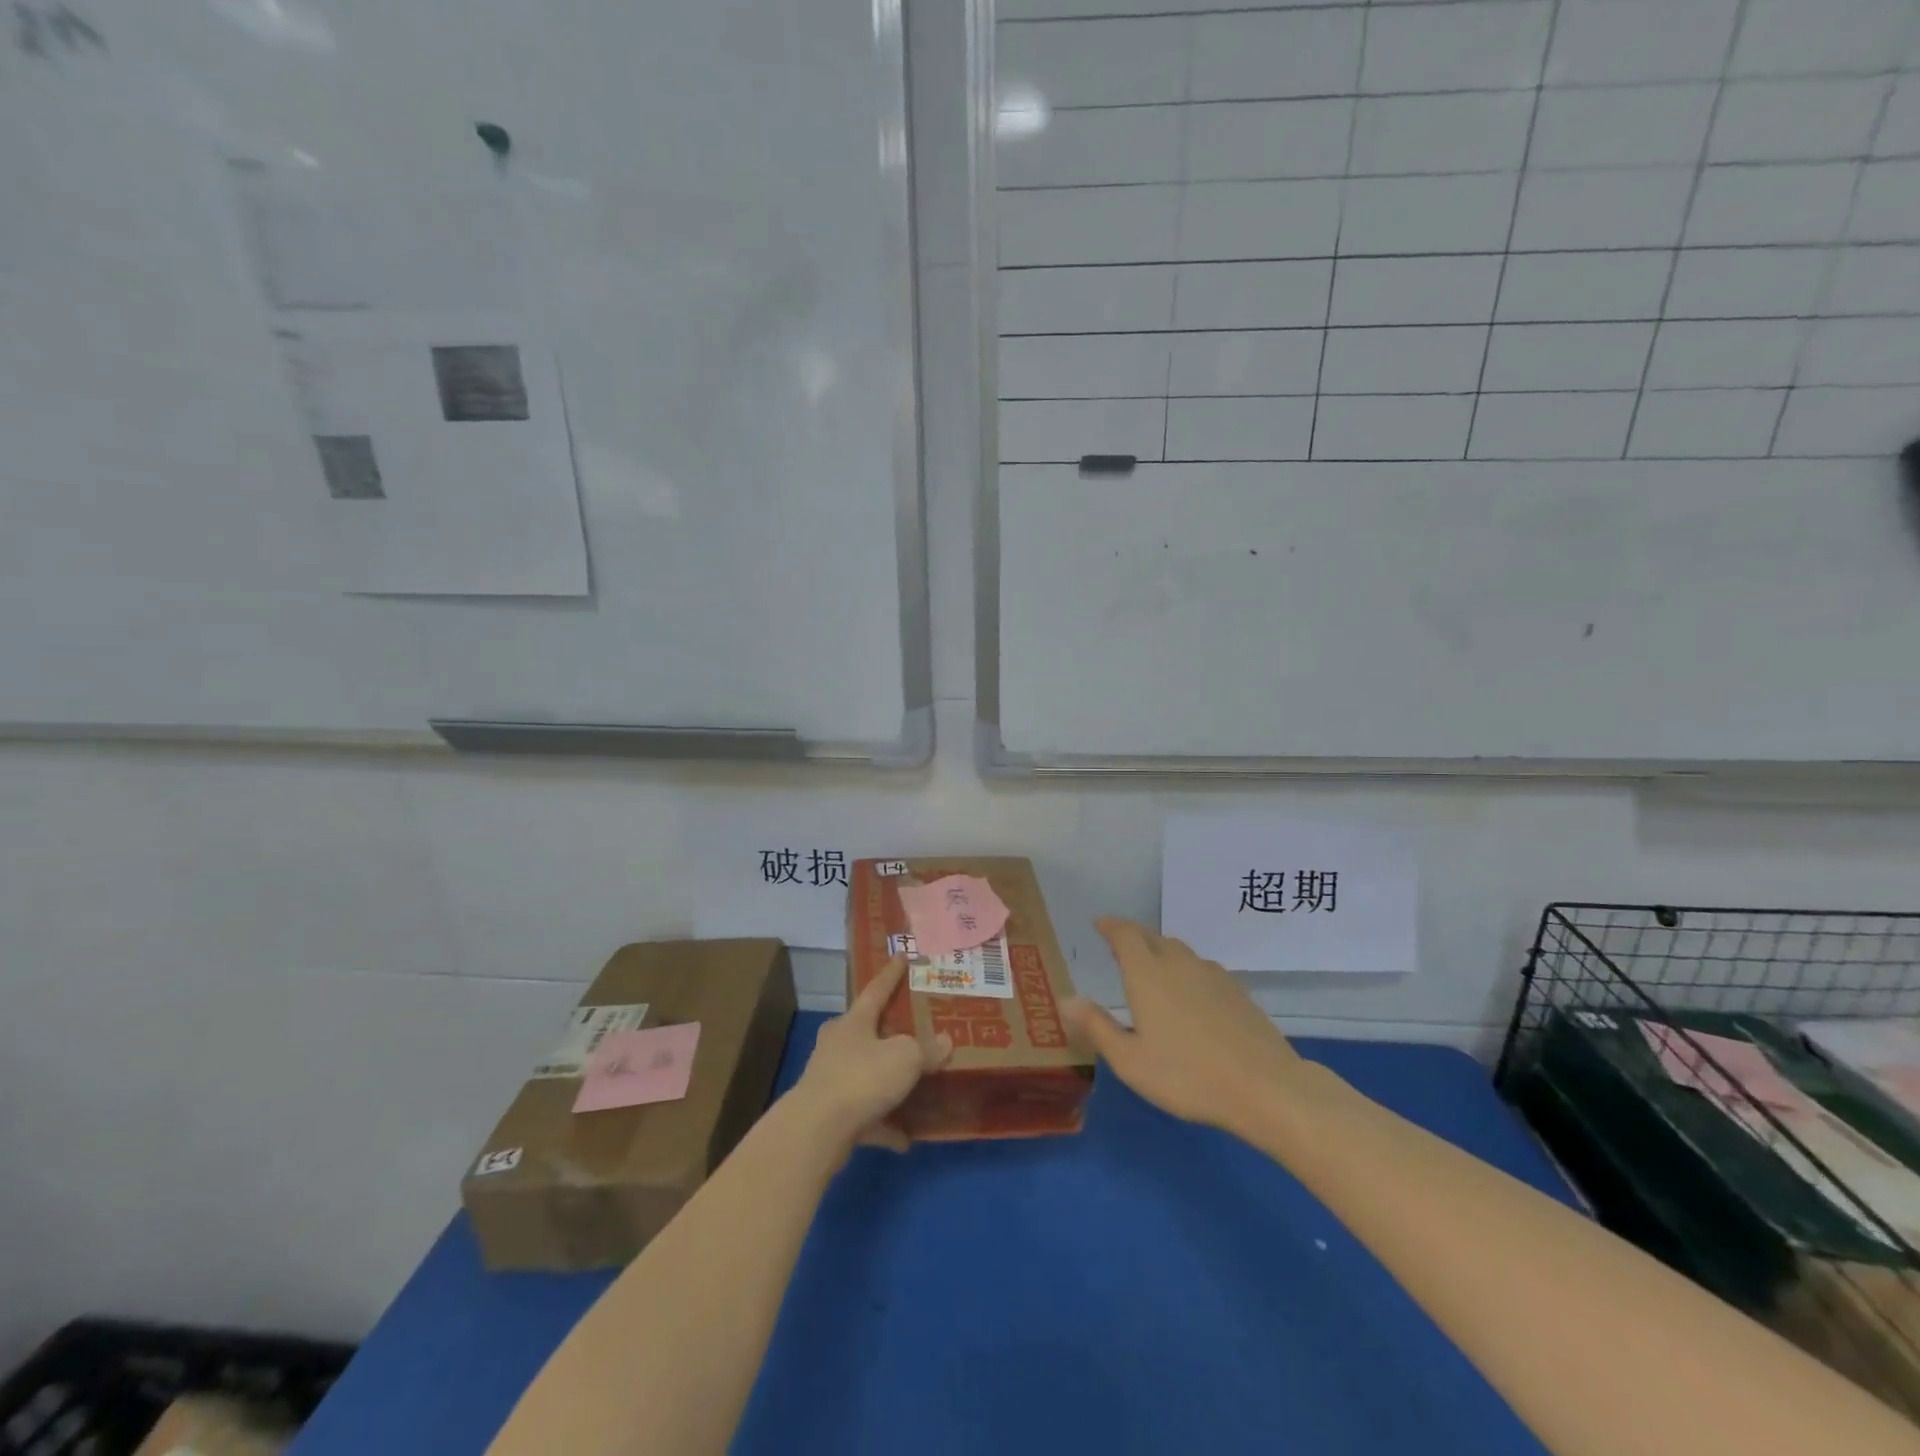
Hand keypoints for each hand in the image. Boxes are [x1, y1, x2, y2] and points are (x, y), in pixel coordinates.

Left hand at [794, 956, 951, 1152]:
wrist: (816, 1130)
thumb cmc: (862, 1078)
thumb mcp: (905, 1058)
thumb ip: (927, 1049)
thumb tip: (945, 1042)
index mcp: (854, 1021)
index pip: (876, 989)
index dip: (891, 973)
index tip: (901, 955)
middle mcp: (838, 1044)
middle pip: (867, 1031)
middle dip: (887, 1031)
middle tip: (912, 1029)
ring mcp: (830, 1079)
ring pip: (865, 1073)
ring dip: (887, 1081)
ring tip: (915, 1088)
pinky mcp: (829, 1114)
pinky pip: (865, 1114)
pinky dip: (884, 1123)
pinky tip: (905, 1138)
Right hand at [1064, 918, 1310, 1137]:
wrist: (1265, 1087)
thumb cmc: (1188, 1075)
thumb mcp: (1131, 1061)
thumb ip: (1097, 1027)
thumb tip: (1067, 999)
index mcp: (1147, 974)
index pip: (1125, 934)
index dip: (1111, 925)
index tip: (1100, 923)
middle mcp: (1179, 963)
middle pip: (1153, 938)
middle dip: (1134, 937)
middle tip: (1120, 947)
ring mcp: (1212, 975)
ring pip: (1180, 952)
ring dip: (1162, 952)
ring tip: (1153, 969)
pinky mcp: (1237, 991)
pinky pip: (1202, 969)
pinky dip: (1187, 971)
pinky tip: (1190, 995)